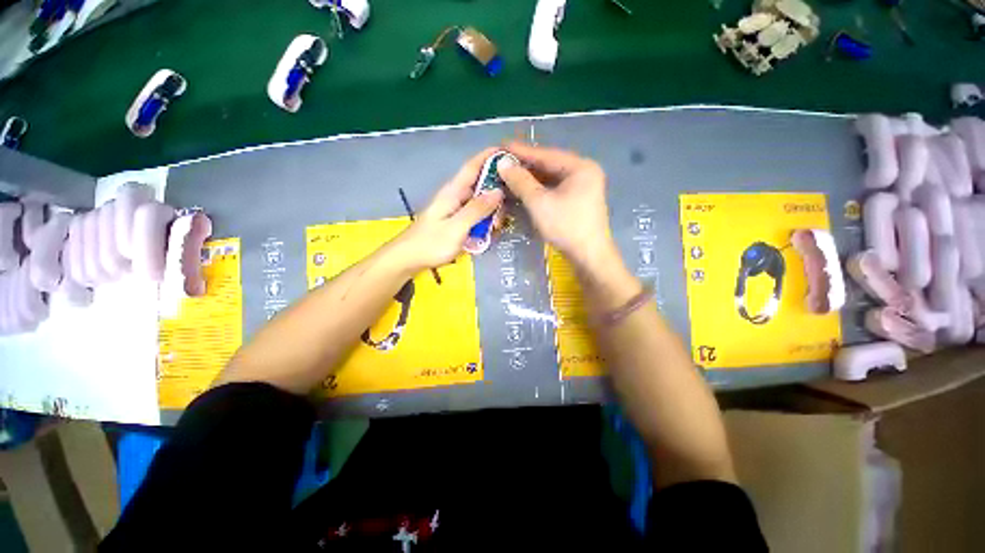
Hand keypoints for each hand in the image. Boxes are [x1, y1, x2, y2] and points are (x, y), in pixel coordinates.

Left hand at [392, 148, 504, 271]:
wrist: (408, 259)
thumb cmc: (430, 243)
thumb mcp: (457, 227)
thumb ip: (477, 209)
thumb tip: (498, 191)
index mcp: (453, 191)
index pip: (473, 166)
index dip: (489, 156)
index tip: (509, 152)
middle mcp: (455, 196)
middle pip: (481, 186)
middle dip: (496, 197)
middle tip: (502, 217)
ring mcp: (455, 210)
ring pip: (480, 203)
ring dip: (491, 214)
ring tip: (494, 229)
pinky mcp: (456, 221)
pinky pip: (475, 216)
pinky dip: (483, 223)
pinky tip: (486, 234)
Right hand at [499, 142, 618, 270]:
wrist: (588, 257)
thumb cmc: (565, 227)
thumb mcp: (539, 203)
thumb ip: (521, 181)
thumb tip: (503, 163)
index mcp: (580, 167)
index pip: (546, 154)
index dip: (522, 151)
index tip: (501, 145)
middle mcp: (584, 173)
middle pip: (549, 165)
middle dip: (525, 165)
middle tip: (502, 162)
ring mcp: (583, 187)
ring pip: (551, 178)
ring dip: (531, 178)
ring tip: (509, 175)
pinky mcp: (578, 201)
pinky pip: (555, 189)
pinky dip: (539, 189)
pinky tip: (524, 189)